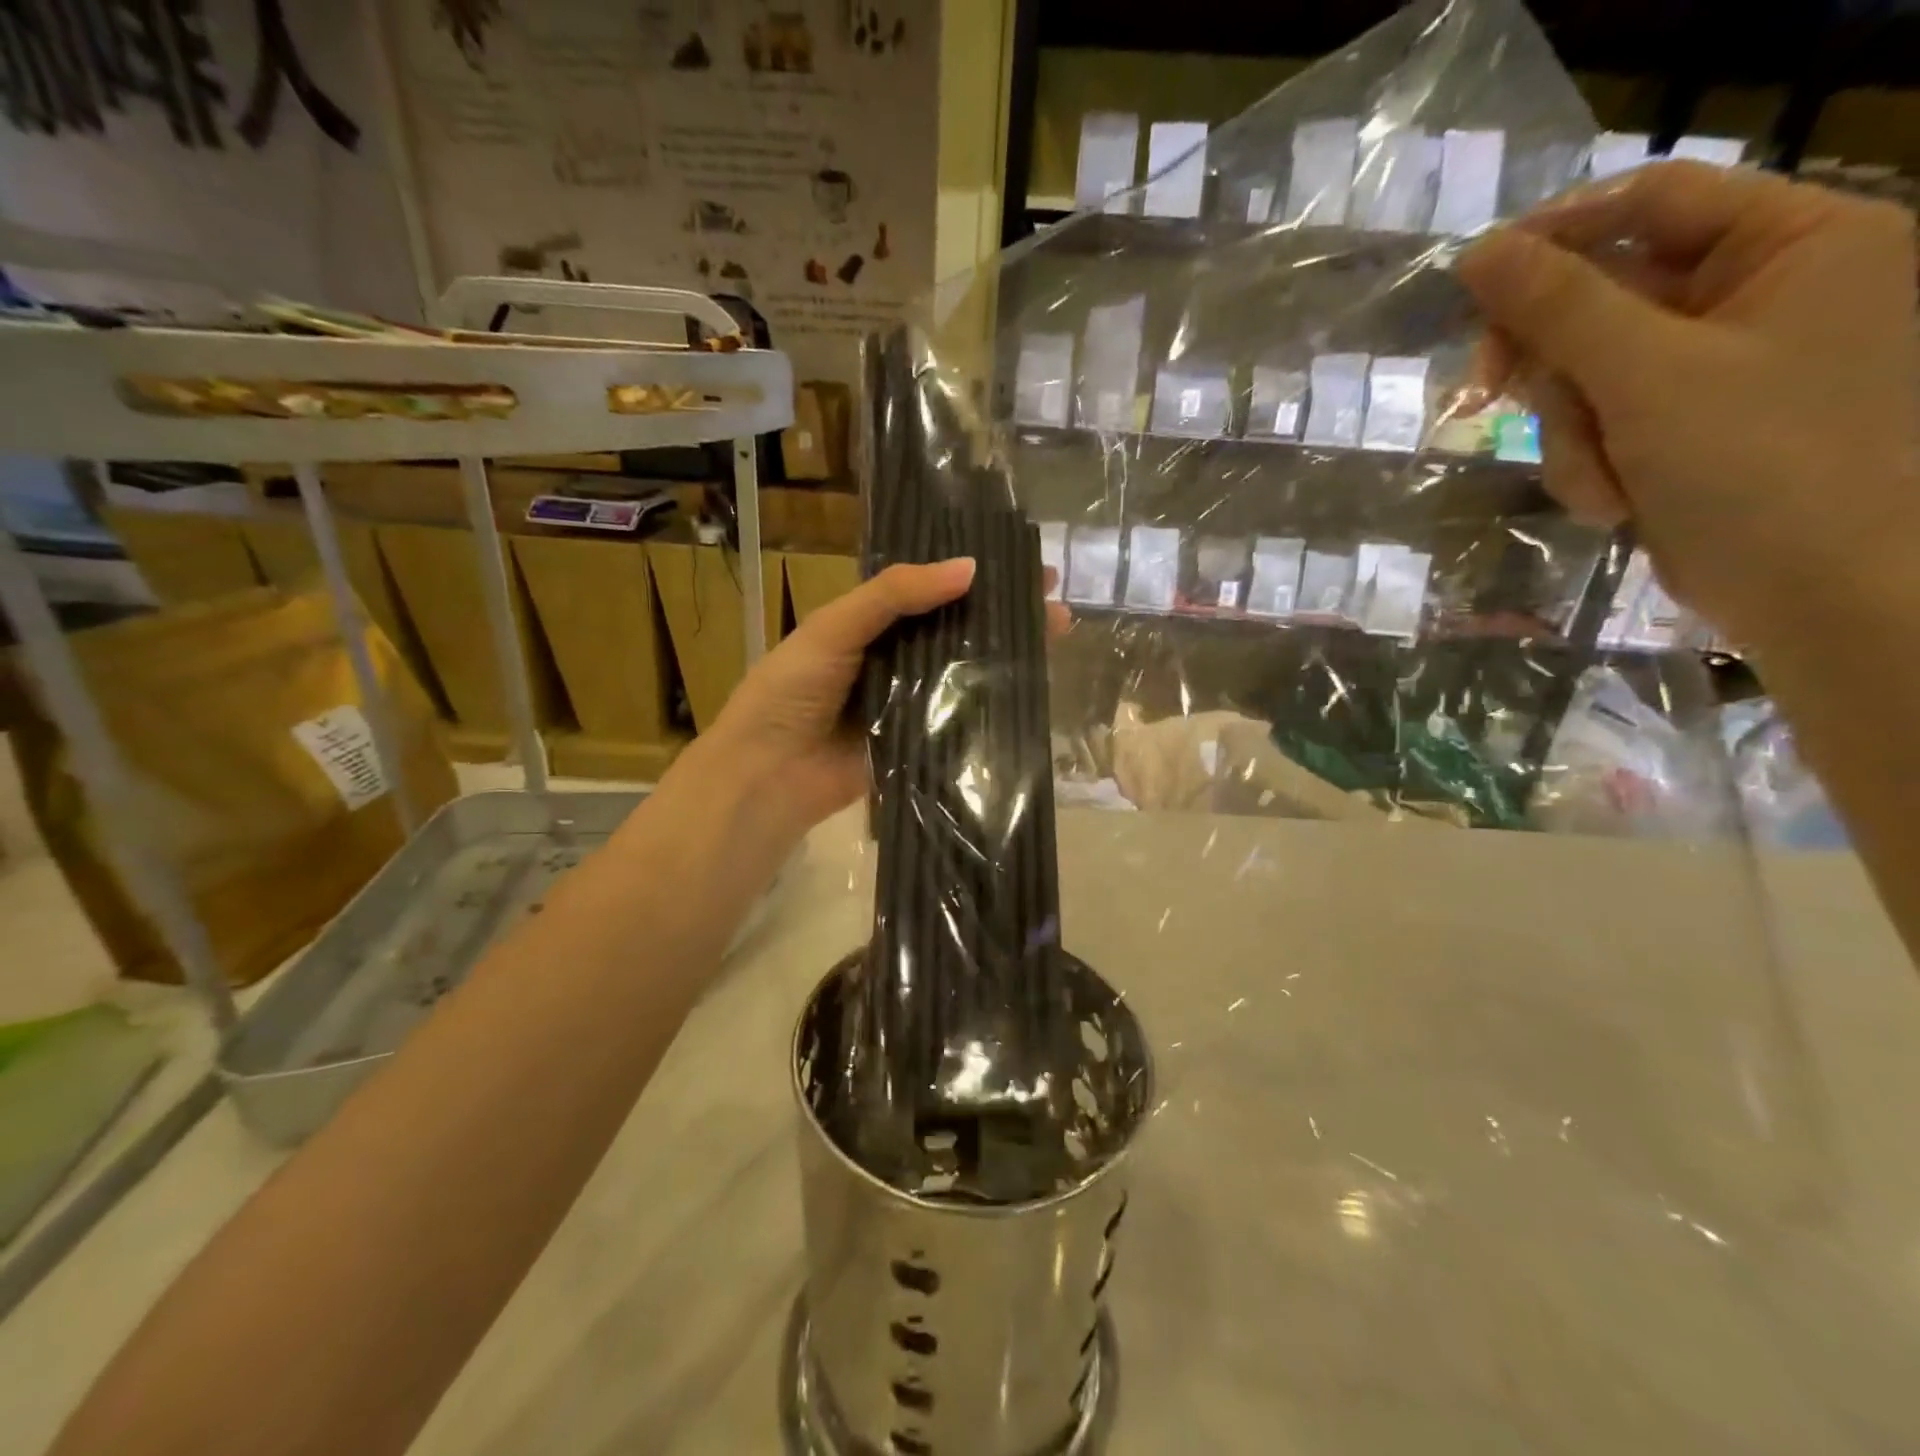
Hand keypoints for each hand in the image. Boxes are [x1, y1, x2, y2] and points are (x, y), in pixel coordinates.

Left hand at [682, 559, 1069, 864]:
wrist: (769, 775)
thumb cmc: (791, 690)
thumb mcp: (835, 627)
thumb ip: (894, 595)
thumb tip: (970, 568)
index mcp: (870, 624)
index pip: (931, 591)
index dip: (975, 577)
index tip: (1023, 566)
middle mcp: (894, 659)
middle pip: (957, 631)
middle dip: (1004, 615)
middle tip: (1055, 603)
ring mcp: (909, 703)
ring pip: (965, 672)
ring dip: (1007, 655)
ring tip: (1056, 636)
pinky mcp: (920, 742)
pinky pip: (959, 718)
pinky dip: (992, 703)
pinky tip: (1032, 687)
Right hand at [1456, 161, 1919, 655]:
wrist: (1812, 591)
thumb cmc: (1757, 464)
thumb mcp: (1646, 376)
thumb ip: (1559, 307)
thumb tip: (1476, 254)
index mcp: (1796, 242)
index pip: (1655, 199)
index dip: (1557, 232)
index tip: (1473, 279)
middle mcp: (1762, 293)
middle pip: (1605, 300)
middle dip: (1553, 365)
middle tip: (1484, 392)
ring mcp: (1721, 367)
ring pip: (1588, 375)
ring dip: (1571, 434)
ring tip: (1602, 485)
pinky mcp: (1685, 427)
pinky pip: (1600, 423)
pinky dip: (1591, 463)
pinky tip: (1615, 503)